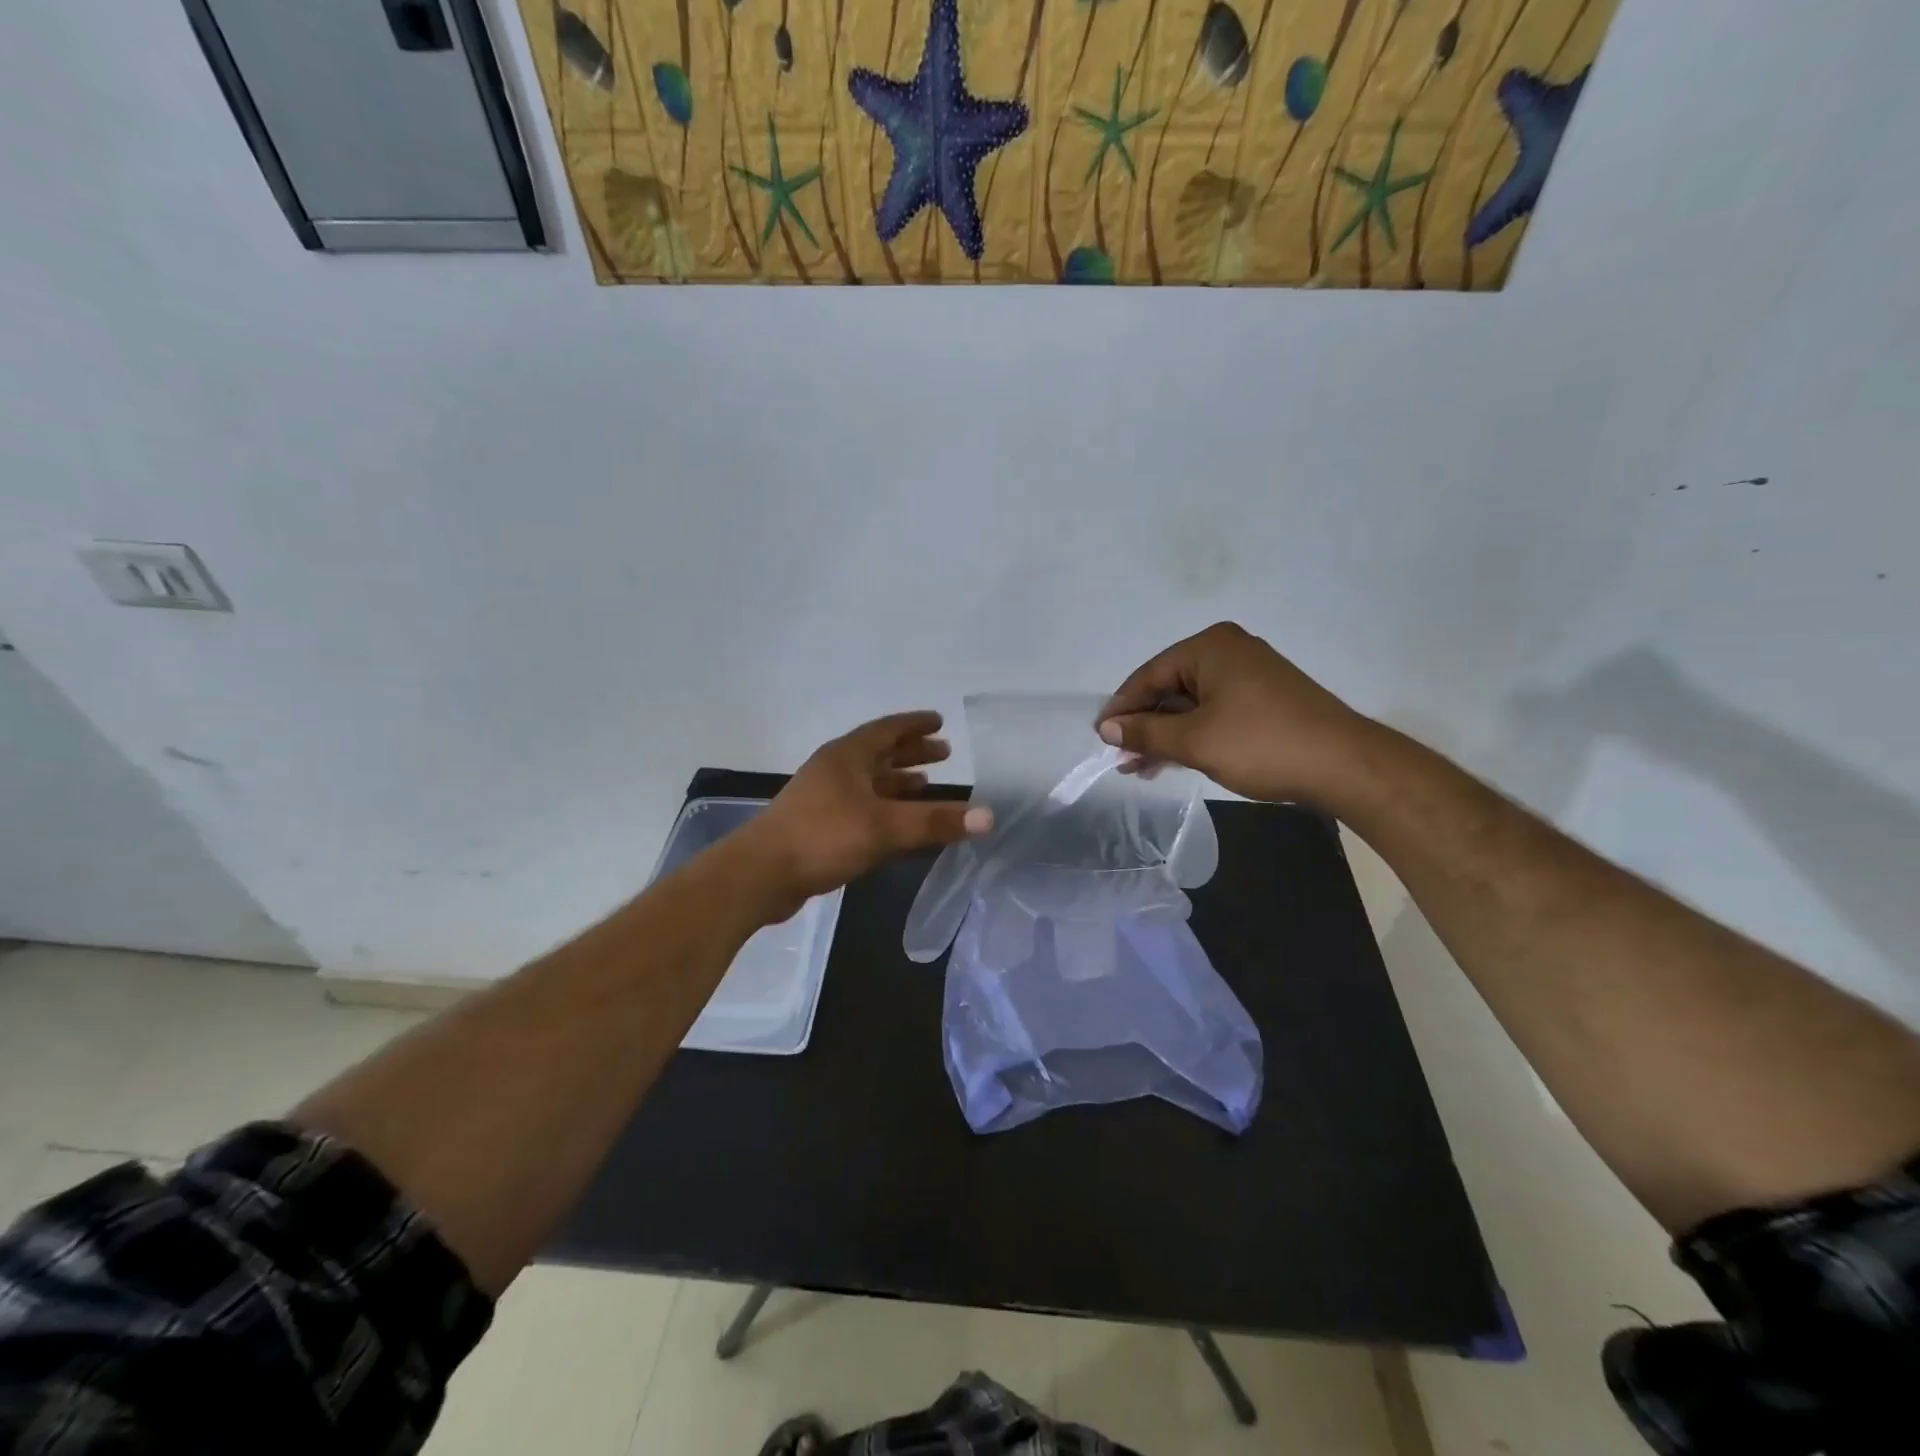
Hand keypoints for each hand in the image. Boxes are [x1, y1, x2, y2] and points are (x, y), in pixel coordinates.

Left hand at [734, 712, 991, 919]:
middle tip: (944, 752)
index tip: (940, 722)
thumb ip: (935, 821)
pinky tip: (895, 822)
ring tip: (926, 784)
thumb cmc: (823, 837)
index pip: (887, 729)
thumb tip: (988, 816)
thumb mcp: (885, 827)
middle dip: (911, 752)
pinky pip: (860, 804)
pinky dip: (883, 806)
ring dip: (897, 779)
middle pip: (878, 752)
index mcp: (847, 756)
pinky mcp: (817, 823)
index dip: (915, 725)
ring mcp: (822, 796)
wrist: (761, 874)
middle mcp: (834, 769)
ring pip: (868, 780)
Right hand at [1097, 623, 1373, 803]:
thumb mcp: (1194, 741)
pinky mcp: (1263, 698)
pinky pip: (1213, 711)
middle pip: (1169, 687)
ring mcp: (1249, 674)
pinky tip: (1172, 760)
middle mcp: (1228, 651)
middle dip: (1143, 724)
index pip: (1149, 675)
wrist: (1344, 765)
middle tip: (1120, 757)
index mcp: (1210, 647)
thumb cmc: (1261, 744)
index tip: (1100, 738)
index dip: (1122, 708)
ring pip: (1190, 703)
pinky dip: (1191, 734)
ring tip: (1139, 767)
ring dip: (1165, 734)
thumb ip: (1146, 733)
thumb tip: (1107, 729)